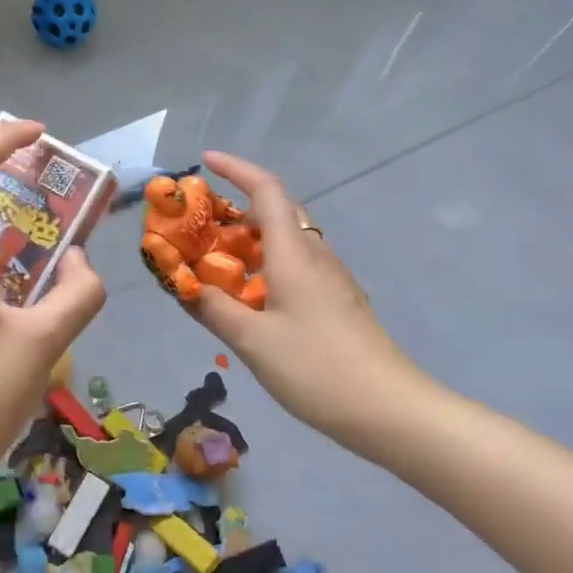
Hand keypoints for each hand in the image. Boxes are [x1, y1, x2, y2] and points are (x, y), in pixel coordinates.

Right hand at [191, 151, 434, 450]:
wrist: (390, 410)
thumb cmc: (316, 367)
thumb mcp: (252, 341)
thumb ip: (213, 308)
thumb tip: (182, 285)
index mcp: (293, 252)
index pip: (266, 189)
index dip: (235, 169)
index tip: (204, 162)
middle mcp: (315, 254)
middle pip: (276, 211)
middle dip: (237, 206)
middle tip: (200, 222)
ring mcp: (331, 277)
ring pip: (287, 239)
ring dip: (251, 238)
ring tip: (217, 259)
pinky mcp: (338, 300)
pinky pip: (297, 264)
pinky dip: (267, 263)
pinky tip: (251, 296)